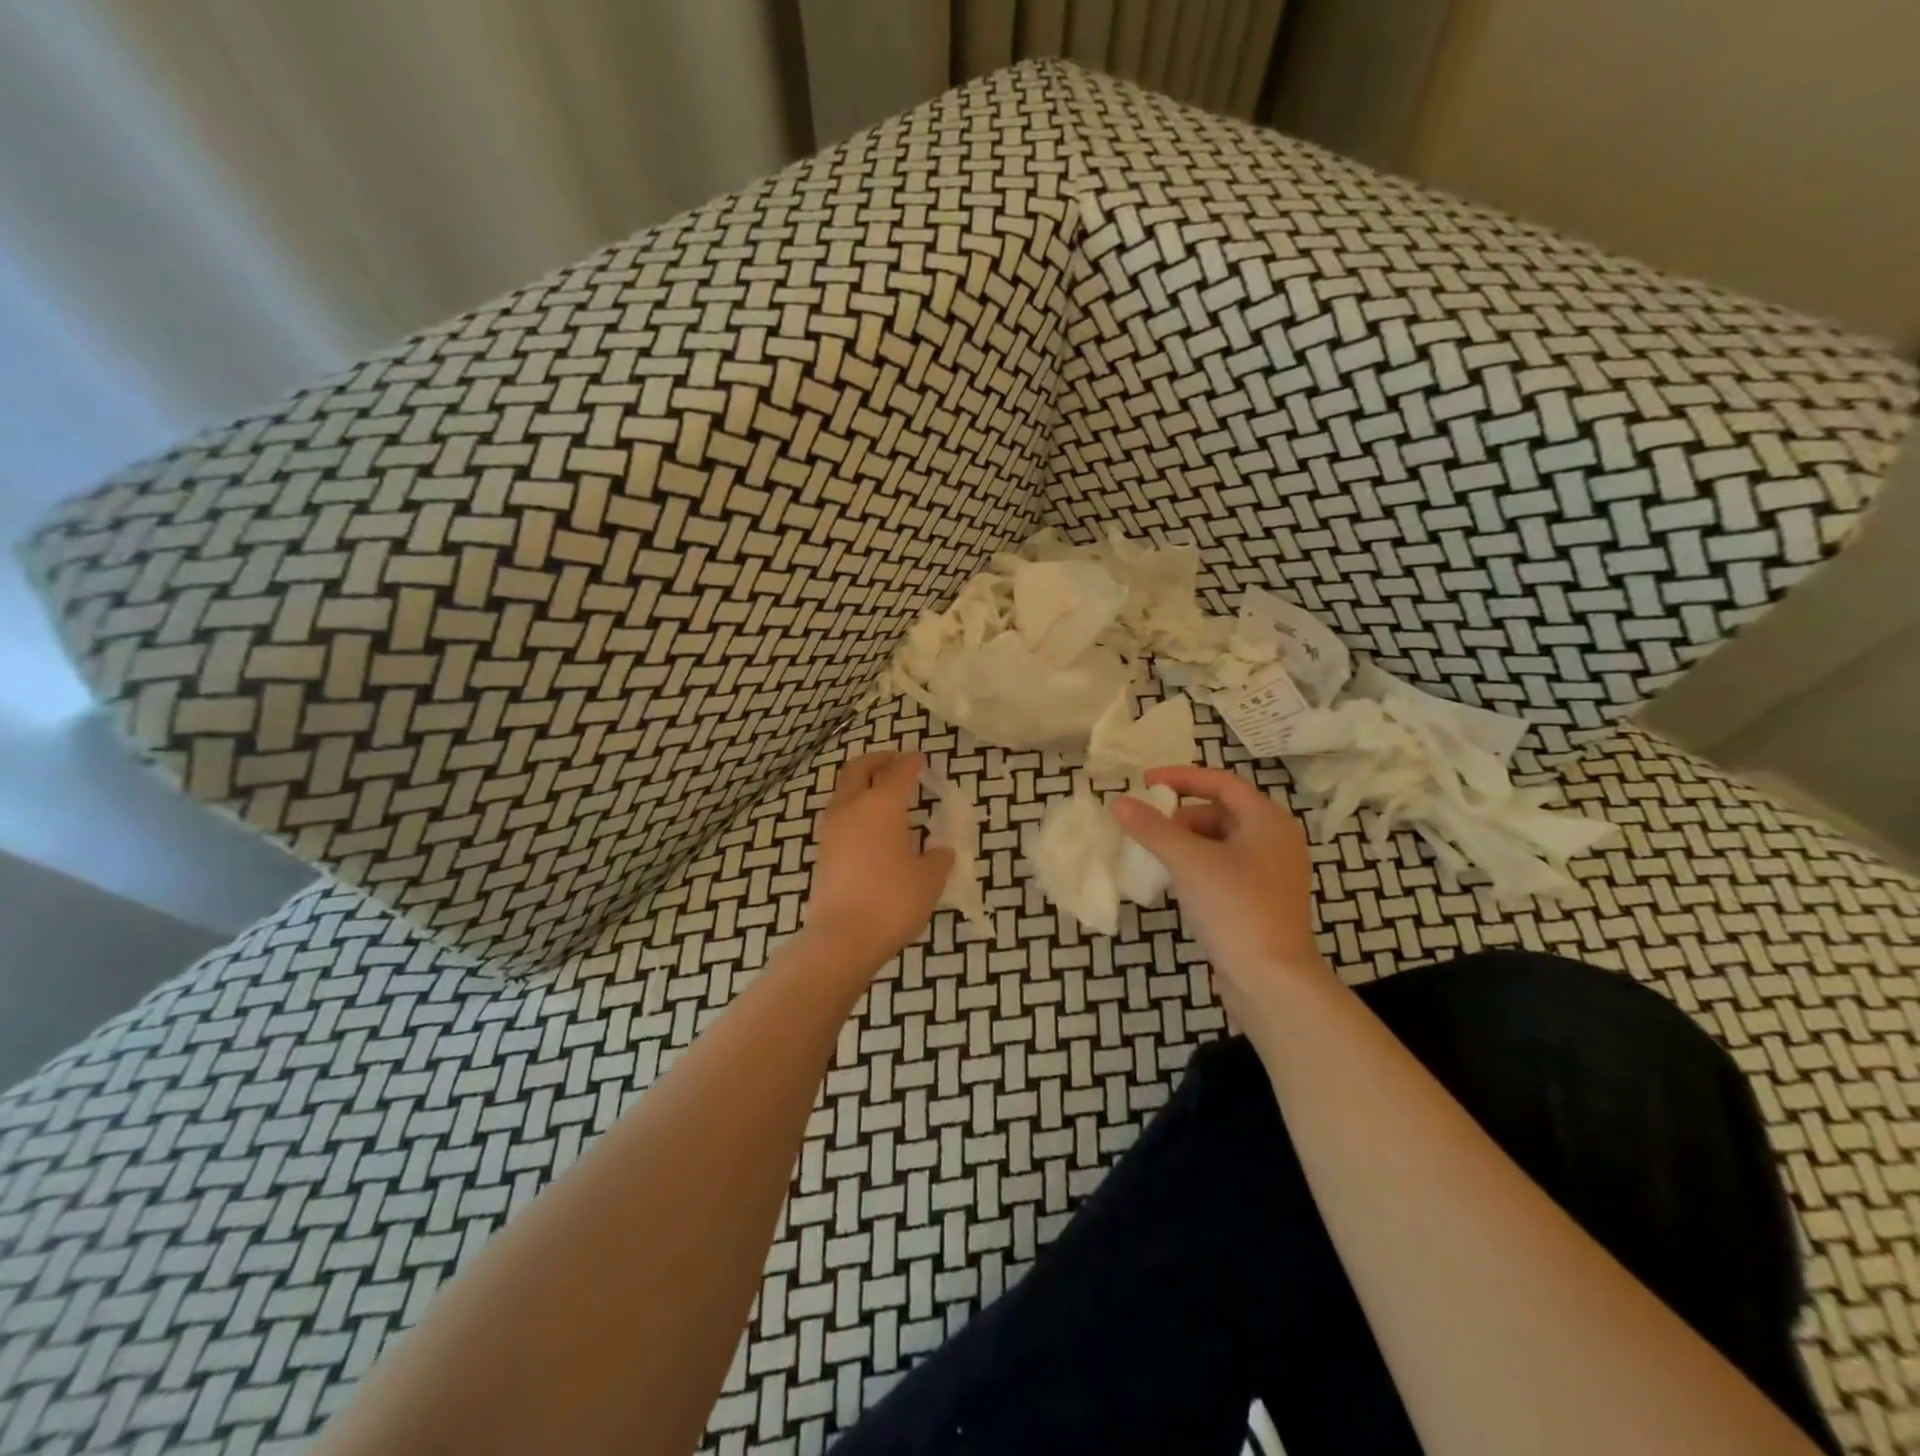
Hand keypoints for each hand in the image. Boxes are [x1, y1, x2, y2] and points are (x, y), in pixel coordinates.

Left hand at [803, 751, 953, 970]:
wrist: (842, 938)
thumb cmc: (893, 901)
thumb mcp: (930, 878)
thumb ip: (938, 857)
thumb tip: (939, 850)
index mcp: (882, 805)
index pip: (898, 771)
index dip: (912, 763)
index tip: (922, 761)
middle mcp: (851, 807)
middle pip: (859, 769)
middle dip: (879, 760)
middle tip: (897, 763)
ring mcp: (831, 829)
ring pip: (844, 790)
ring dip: (862, 783)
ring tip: (884, 795)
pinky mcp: (822, 851)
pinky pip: (839, 814)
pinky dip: (855, 808)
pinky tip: (872, 827)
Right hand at [1112, 766, 1330, 1023]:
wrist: (1272, 981)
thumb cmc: (1235, 908)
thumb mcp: (1188, 861)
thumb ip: (1152, 828)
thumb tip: (1119, 802)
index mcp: (1268, 821)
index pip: (1220, 782)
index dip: (1181, 777)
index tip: (1144, 783)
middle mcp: (1275, 841)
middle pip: (1220, 811)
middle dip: (1180, 816)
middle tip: (1148, 829)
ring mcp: (1271, 873)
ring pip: (1220, 842)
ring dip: (1186, 843)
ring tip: (1156, 857)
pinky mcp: (1261, 901)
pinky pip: (1224, 868)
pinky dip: (1197, 866)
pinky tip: (1176, 883)